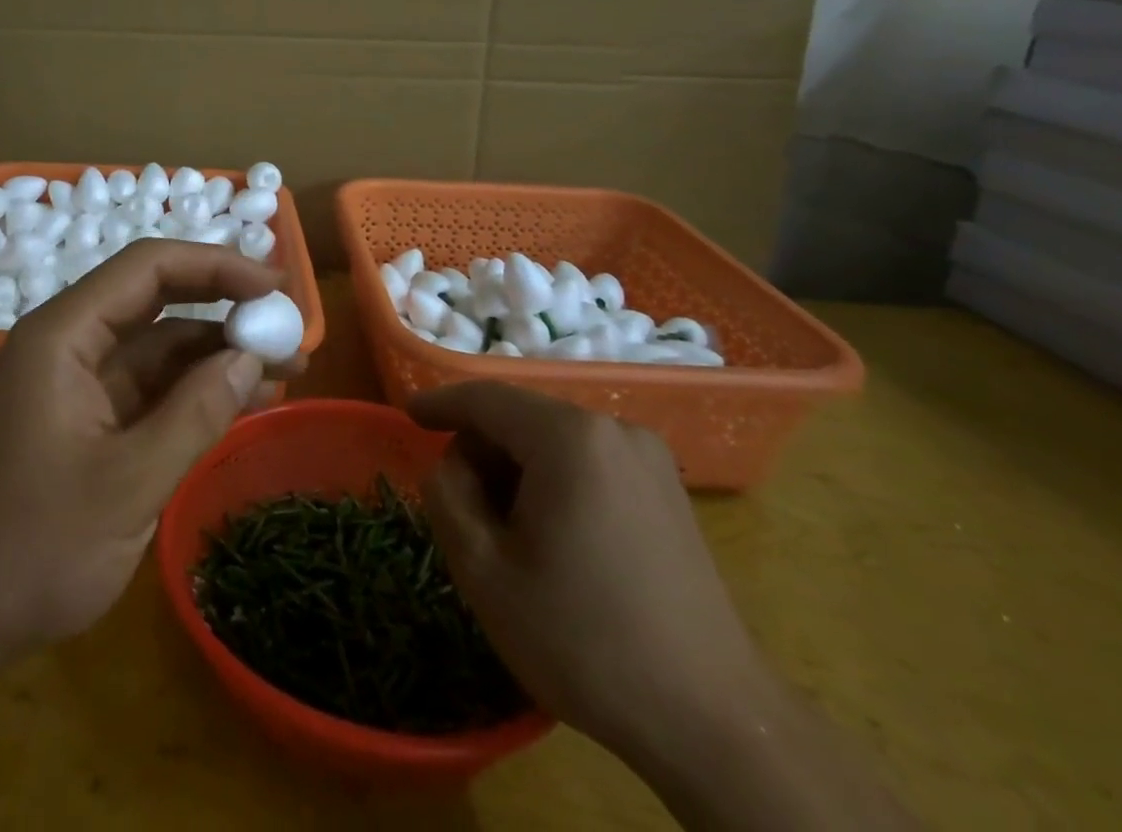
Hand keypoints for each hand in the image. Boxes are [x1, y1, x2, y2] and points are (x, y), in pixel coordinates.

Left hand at [0, 240, 302, 676]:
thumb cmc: (32, 548)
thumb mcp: (127, 485)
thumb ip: (195, 415)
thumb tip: (250, 356)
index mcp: (63, 335)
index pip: (147, 268)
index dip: (215, 266)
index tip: (274, 286)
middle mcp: (70, 342)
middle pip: (156, 297)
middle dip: (223, 305)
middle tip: (289, 324)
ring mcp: (79, 381)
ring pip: (159, 344)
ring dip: (218, 351)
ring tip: (286, 368)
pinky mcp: (89, 417)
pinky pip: (152, 386)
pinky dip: (197, 389)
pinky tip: (246, 399)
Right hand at [408, 382, 768, 757]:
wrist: (714, 724)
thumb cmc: (583, 638)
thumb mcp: (483, 569)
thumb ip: (446, 494)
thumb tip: (452, 465)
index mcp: (569, 437)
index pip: (486, 398)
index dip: (440, 403)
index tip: (407, 416)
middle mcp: (613, 430)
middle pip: (521, 418)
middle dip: (481, 452)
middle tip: (461, 509)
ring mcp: (649, 459)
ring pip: (554, 441)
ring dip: (516, 470)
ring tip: (508, 535)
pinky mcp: (668, 491)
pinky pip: (589, 463)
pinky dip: (554, 482)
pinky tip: (553, 539)